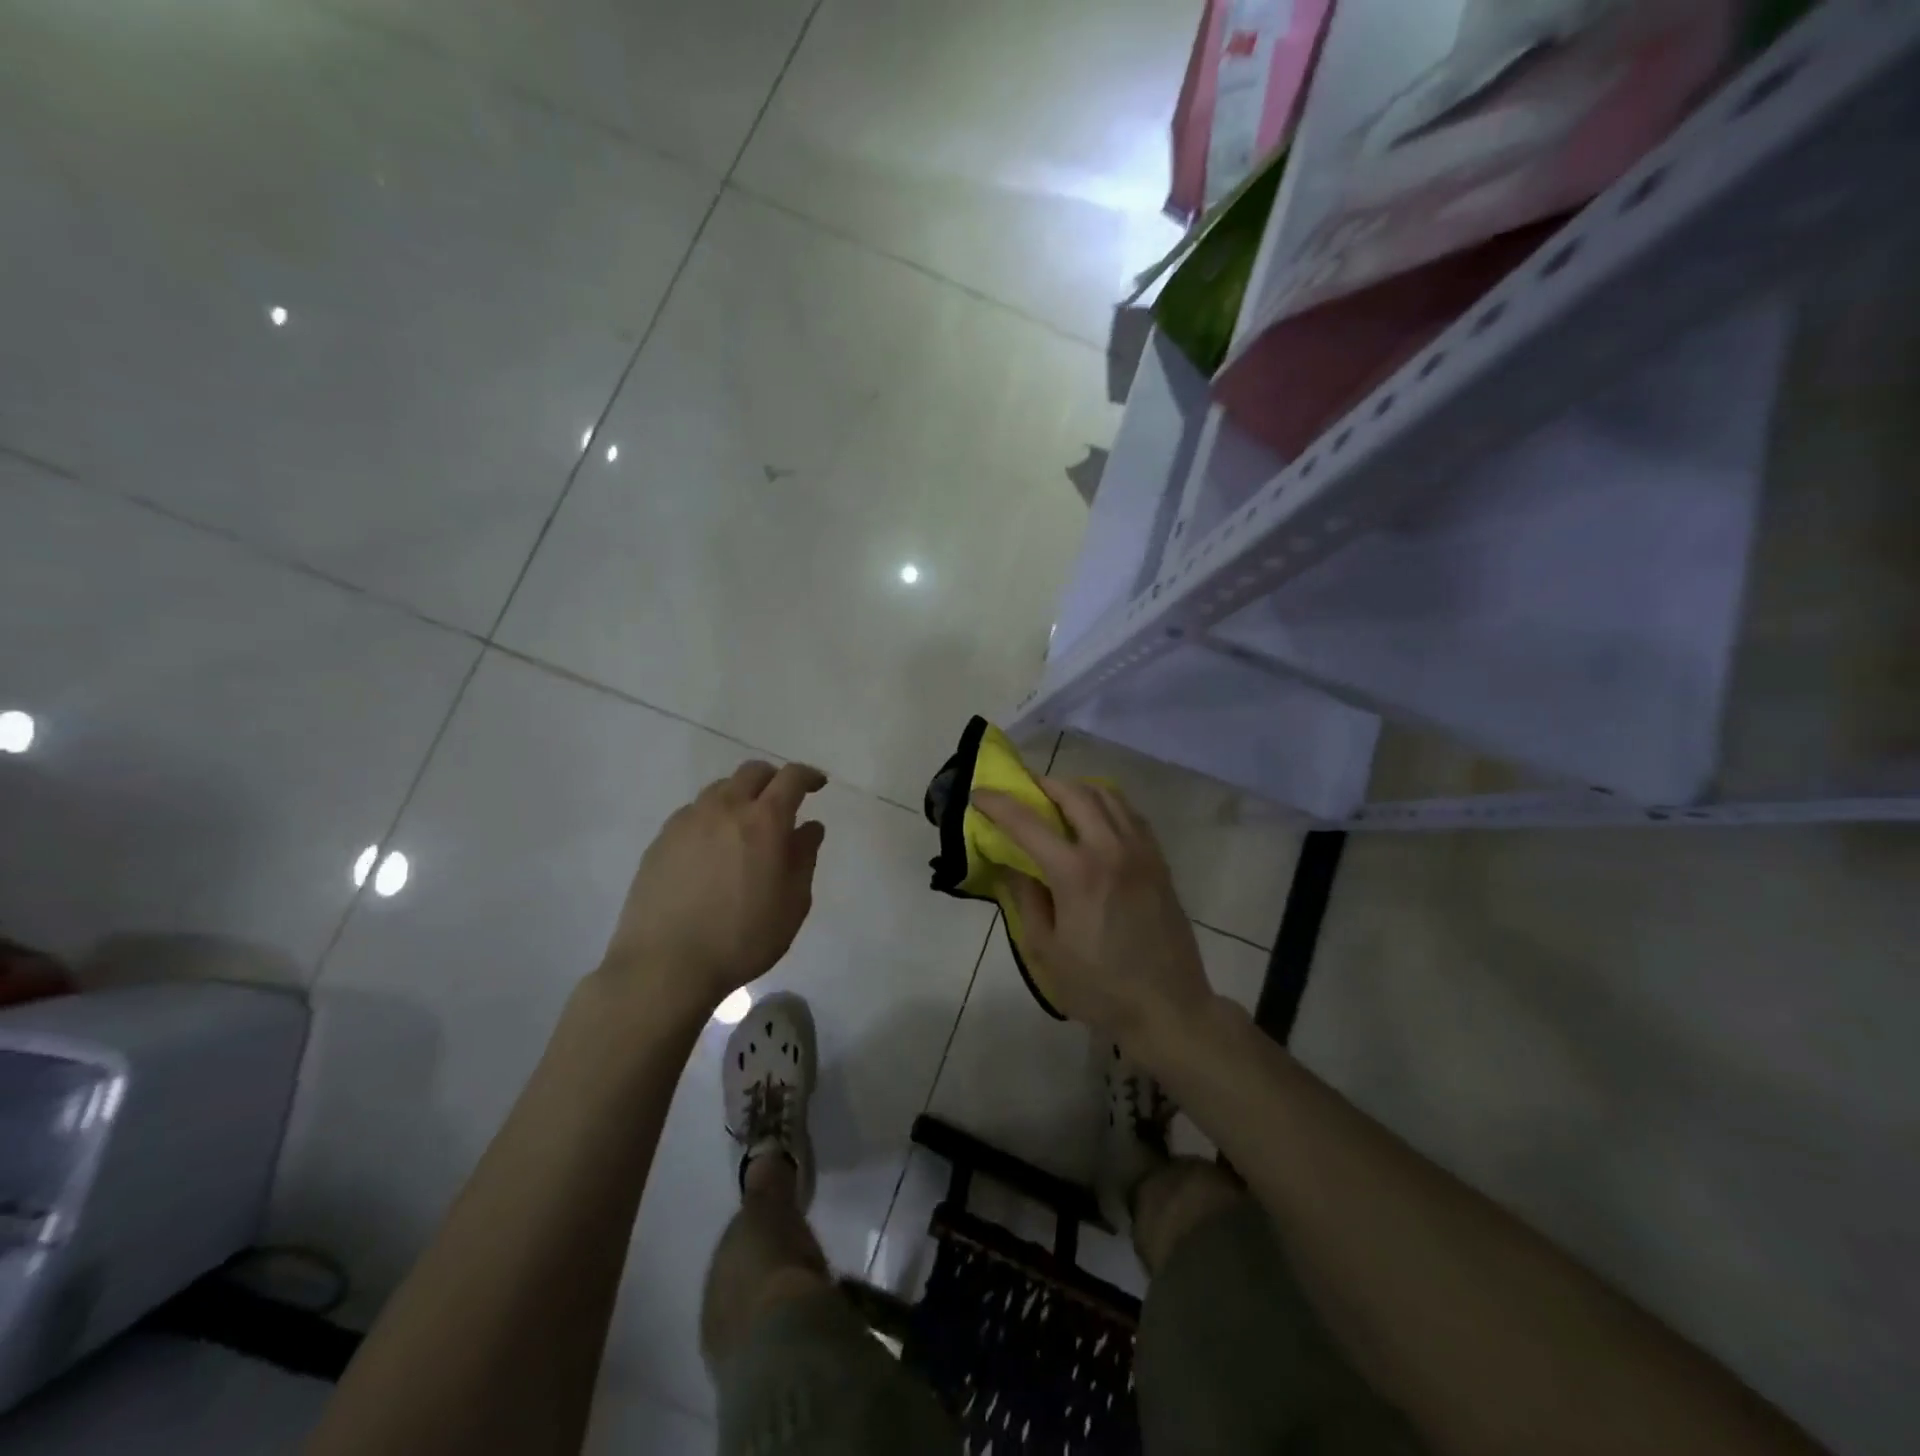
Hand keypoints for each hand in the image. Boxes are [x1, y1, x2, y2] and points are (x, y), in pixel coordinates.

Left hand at [600, 761, 826, 1014]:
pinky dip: (712, 817)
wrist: (665, 965)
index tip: (818, 785)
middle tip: (783, 801)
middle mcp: (725, 809)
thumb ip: (804, 858)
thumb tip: (810, 827)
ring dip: (740, 796)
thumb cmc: (742, 938)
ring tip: (745, 826)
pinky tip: (712, 848)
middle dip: (773, 779)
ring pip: (720, 789)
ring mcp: (687, 821)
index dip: (809, 776)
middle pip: (752, 772)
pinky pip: (693, 813)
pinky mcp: (661, 840)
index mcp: (764, 821)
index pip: (791, 778)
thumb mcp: (792, 904)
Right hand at [973, 778, 1211, 1050]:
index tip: (979, 793)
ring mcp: (1140, 851)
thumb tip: (1012, 865)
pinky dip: (1106, 804)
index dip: (998, 803)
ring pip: (1107, 796)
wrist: (1169, 1008)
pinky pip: (1130, 814)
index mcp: (1076, 873)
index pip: (1028, 823)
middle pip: (1073, 793)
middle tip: (1022, 790)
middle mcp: (1110, 849)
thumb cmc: (1100, 988)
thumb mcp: (1046, 951)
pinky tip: (1095, 818)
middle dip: (1042, 784)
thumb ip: (1026, 899)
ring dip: (1076, 789)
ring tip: (1057, 799)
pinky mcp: (1159, 861)